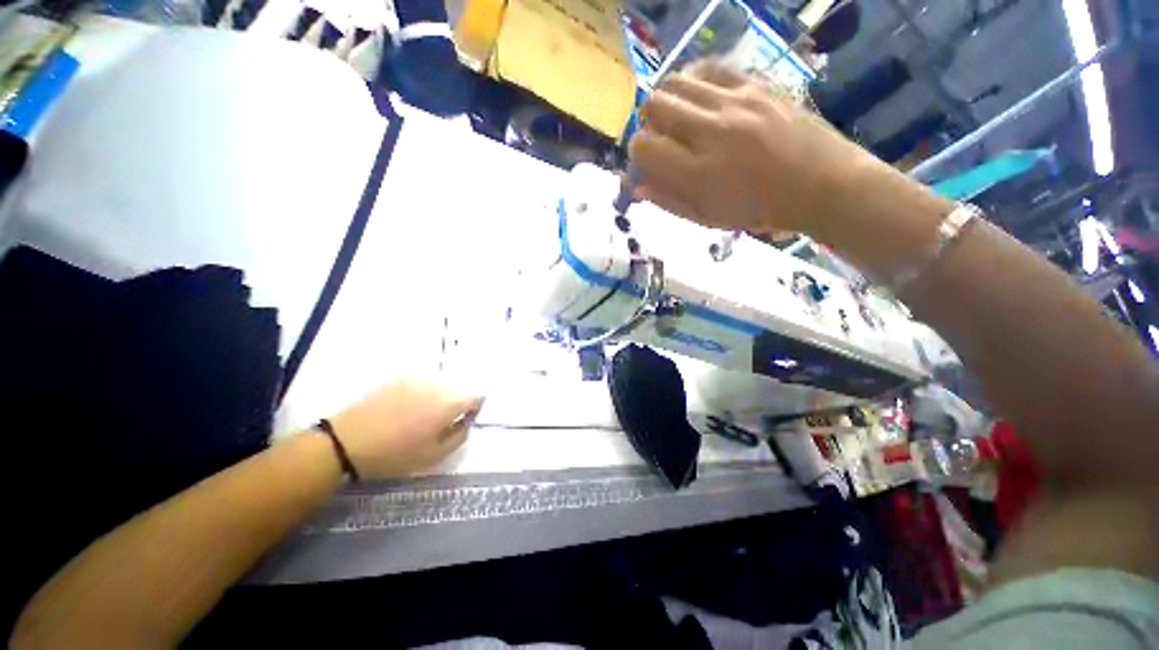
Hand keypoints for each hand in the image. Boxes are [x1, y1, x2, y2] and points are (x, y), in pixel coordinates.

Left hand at [327, 380, 483, 478]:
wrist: (346, 443)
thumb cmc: (395, 454)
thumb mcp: (434, 455)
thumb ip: (460, 436)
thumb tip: (466, 422)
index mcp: (450, 402)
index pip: (478, 395)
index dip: (474, 409)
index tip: (461, 421)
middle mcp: (438, 384)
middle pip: (461, 386)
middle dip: (457, 401)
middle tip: (441, 420)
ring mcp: (417, 378)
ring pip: (442, 383)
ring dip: (440, 395)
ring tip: (422, 415)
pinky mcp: (399, 378)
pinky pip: (422, 381)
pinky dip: (423, 391)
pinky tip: (405, 408)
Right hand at [630, 61, 884, 238]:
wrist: (821, 183)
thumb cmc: (759, 211)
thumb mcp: (707, 219)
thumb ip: (669, 201)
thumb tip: (638, 185)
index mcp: (697, 173)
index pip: (643, 147)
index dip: (638, 155)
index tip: (649, 164)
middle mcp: (711, 131)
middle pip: (654, 105)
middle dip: (649, 124)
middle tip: (664, 139)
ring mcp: (735, 102)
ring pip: (676, 80)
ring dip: (669, 101)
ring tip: (681, 119)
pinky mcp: (755, 84)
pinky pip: (709, 68)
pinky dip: (694, 82)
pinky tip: (701, 99)